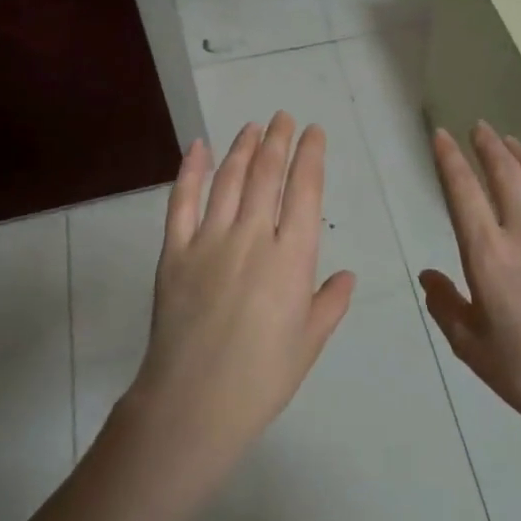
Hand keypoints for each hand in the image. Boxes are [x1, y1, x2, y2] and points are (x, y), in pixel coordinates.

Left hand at [121, 112, 355, 484]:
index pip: (304, 191)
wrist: (194, 402)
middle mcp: (252, 236)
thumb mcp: (309, 343)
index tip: (314, 132)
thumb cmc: (261, 378)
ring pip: (227, 180)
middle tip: (283, 117)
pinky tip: (197, 147)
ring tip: (252, 127)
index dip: (310, 156)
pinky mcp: (174, 251)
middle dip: (277, 141)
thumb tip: (347, 275)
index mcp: (291, 257)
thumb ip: (329, 303)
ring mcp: (209, 240)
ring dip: (241, 148)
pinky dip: (189, 170)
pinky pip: (181, 202)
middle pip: (265, 175)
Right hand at [422, 122, 520, 460]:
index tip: (441, 135)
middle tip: (478, 127)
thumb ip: (444, 304)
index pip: (462, 192)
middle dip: (487, 144)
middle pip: (504, 172)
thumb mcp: (470, 346)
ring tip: (509, 141)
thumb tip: (429, 275)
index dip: (449, 158)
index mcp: (488, 256)